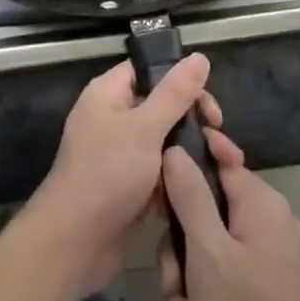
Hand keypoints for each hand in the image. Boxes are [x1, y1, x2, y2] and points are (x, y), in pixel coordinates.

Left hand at [22, 55, 220, 299]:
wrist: (75, 243)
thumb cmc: (107, 174)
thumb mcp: (144, 128)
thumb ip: (175, 93)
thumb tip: (199, 57)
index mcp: (109, 94)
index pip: (149, 70)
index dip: (180, 80)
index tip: (208, 104)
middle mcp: (114, 118)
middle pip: (162, 107)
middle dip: (193, 121)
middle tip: (218, 138)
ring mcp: (122, 155)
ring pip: (165, 143)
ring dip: (192, 153)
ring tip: (224, 165)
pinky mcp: (131, 187)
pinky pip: (161, 173)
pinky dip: (180, 179)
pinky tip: (208, 189)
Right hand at [160, 139, 299, 300]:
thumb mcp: (206, 253)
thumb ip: (189, 195)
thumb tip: (176, 148)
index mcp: (264, 205)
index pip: (219, 161)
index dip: (185, 174)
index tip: (160, 202)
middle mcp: (276, 225)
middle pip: (210, 216)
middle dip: (183, 257)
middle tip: (173, 290)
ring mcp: (280, 263)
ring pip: (215, 256)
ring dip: (192, 292)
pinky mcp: (278, 298)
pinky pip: (232, 285)